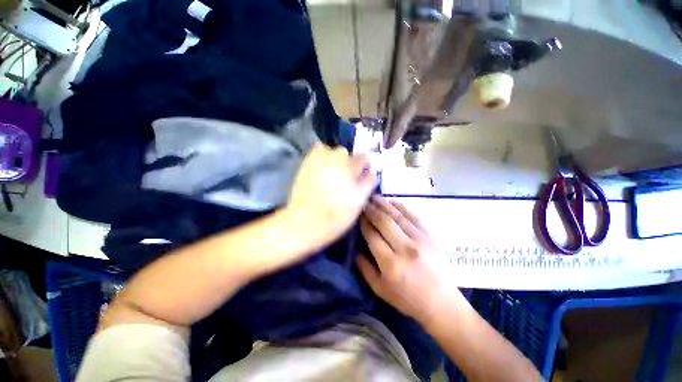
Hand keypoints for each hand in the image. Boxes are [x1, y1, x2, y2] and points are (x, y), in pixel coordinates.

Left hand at [287, 143, 376, 246]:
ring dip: (335, 158)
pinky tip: (320, 166)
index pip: (363, 158)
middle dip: (349, 162)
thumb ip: (367, 184)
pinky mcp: (307, 163)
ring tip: (332, 172)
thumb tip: (372, 172)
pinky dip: (321, 154)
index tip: (362, 175)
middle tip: (345, 177)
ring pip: (332, 150)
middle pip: (347, 153)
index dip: (364, 167)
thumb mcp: (358, 203)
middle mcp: (336, 160)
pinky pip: (317, 150)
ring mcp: (320, 160)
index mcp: (351, 170)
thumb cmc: (335, 216)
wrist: (305, 222)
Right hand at [358, 196, 455, 323]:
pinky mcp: (430, 236)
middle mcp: (405, 248)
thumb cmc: (406, 298)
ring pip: (398, 216)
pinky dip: (401, 207)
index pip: (372, 236)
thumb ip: (364, 267)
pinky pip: (413, 216)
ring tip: (374, 197)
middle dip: (371, 210)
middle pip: (384, 222)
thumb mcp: (379, 288)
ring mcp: (420, 240)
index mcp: (390, 263)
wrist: (441, 302)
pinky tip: (392, 202)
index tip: (358, 215)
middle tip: (364, 203)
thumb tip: (355, 248)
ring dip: (384, 205)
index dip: (363, 223)